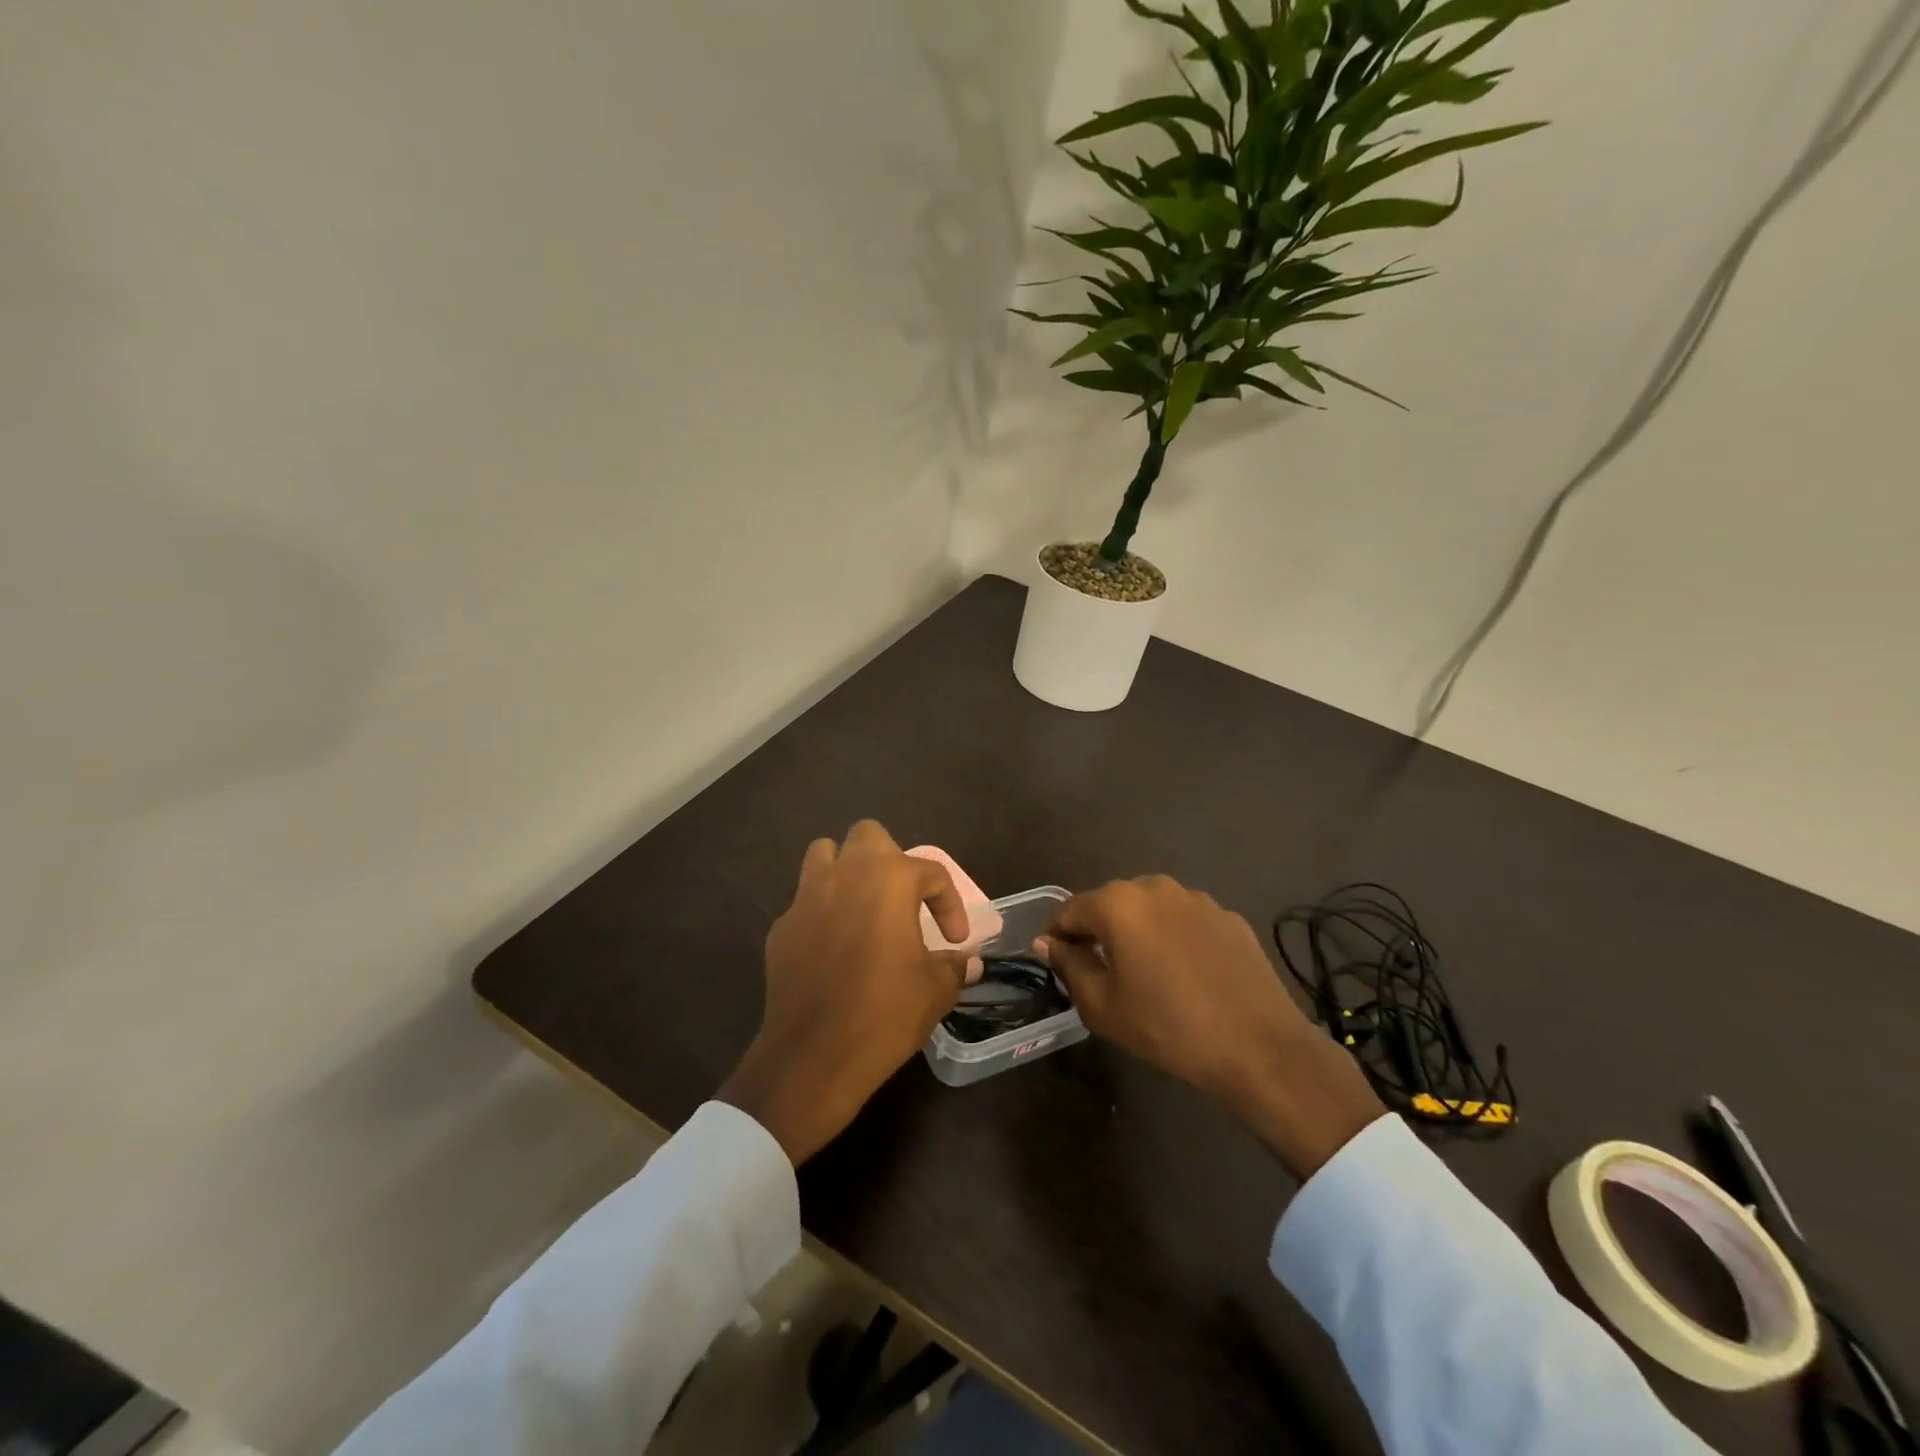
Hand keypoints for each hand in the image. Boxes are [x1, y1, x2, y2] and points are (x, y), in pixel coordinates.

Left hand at [717, 820, 975, 1165]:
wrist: (813, 1057)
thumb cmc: (885, 1014)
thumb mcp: (935, 991)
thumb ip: (954, 966)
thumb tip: (968, 962)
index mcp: (889, 880)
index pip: (931, 872)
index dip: (950, 904)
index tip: (956, 940)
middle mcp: (845, 875)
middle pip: (869, 836)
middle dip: (891, 859)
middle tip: (904, 899)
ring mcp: (806, 898)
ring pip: (825, 855)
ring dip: (847, 870)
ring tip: (863, 906)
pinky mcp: (781, 927)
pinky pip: (806, 901)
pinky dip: (823, 911)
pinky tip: (834, 947)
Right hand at [1036, 876, 1384, 1179]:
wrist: (1258, 1046)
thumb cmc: (1167, 1027)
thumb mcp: (1103, 1006)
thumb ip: (1069, 966)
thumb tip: (1048, 943)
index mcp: (1117, 904)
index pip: (1070, 910)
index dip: (1059, 938)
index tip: (1059, 965)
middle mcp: (1154, 887)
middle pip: (1111, 905)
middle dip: (1100, 932)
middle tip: (1102, 973)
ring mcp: (1196, 898)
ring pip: (1150, 910)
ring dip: (1139, 932)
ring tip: (1148, 974)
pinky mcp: (1228, 916)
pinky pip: (1185, 921)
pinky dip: (1175, 938)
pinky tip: (1187, 975)